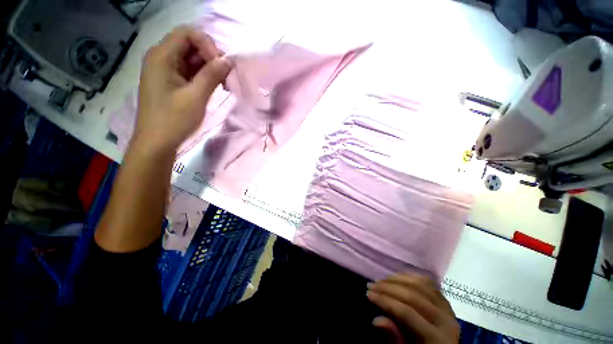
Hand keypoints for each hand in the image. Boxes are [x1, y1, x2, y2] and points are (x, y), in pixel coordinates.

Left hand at [134, 26, 231, 151]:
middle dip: (211, 57)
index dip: (207, 44)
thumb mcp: (195, 96)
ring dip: (210, 69)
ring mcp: (166, 71)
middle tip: (226, 77)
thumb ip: (212, 75)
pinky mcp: (171, 82)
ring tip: (224, 84)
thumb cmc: (173, 119)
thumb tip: (228, 60)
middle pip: (190, 45)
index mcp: (161, 56)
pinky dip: (204, 77)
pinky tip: (215, 87)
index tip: (220, 65)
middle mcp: (161, 58)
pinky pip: (190, 72)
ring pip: (192, 59)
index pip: (187, 33)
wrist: (157, 142)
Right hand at [367, 273, 459, 343]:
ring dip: (397, 279)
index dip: (385, 301)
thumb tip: (376, 320)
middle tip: (371, 285)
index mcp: (437, 339)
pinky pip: (428, 283)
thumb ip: (393, 338)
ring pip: (420, 285)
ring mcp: (448, 308)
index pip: (407, 313)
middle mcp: (445, 320)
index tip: (368, 294)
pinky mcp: (446, 301)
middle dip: (388, 288)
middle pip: (413, 296)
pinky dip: (411, 277)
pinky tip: (398, 277)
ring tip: (381, 280)